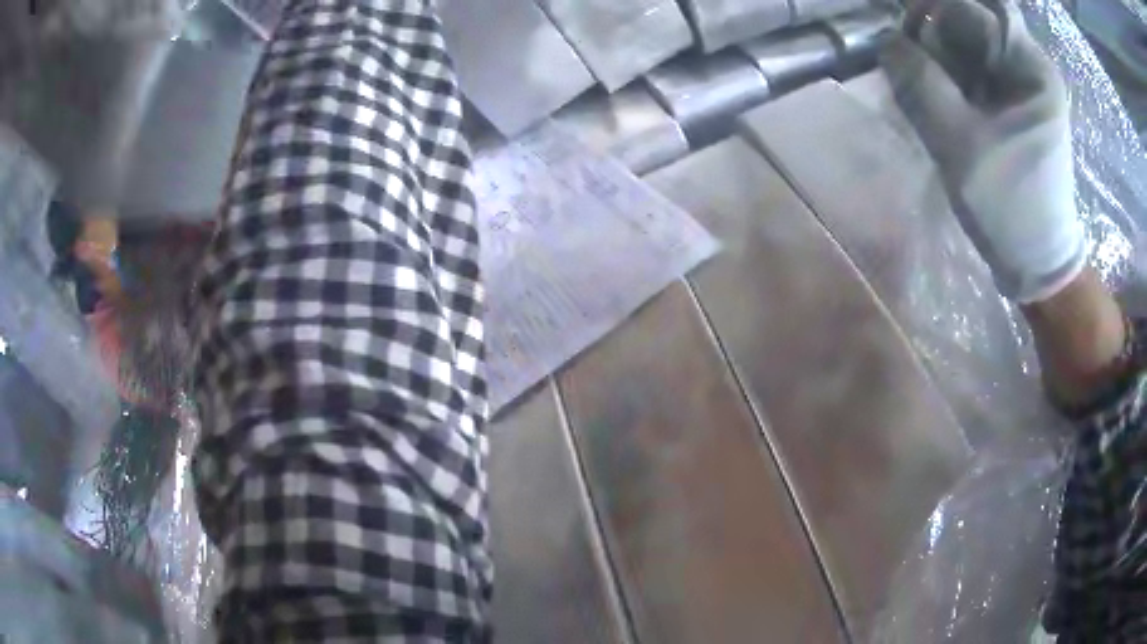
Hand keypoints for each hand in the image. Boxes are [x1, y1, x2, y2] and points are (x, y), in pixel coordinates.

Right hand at [881, 0, 1085, 302]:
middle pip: (973, 22)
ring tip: (928, 92)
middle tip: (915, 68)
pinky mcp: (1018, 106)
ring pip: (973, 46)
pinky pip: (979, 71)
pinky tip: (943, 103)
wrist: (1038, 263)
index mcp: (1030, 67)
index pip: (973, 9)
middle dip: (938, 36)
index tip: (904, 33)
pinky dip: (954, 78)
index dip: (933, 10)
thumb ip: (920, 83)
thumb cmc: (1008, 206)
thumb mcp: (960, 143)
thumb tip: (887, 40)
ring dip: (943, 60)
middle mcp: (1031, 67)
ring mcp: (1026, 87)